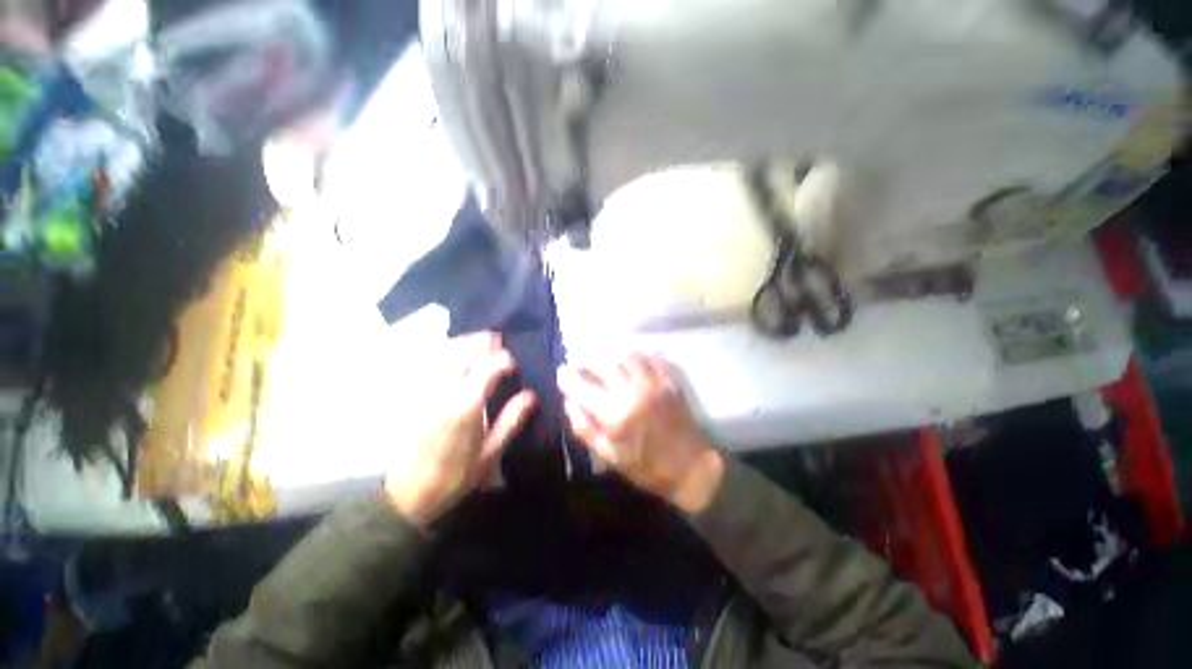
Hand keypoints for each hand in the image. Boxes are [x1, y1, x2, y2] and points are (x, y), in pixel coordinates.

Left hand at [384, 333, 534, 526]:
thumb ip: (511, 420)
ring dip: (463, 344)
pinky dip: (444, 354)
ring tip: (478, 341)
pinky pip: (430, 365)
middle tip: (497, 339)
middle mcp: (445, 391)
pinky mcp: (414, 397)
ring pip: (444, 355)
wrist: (407, 495)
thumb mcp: (490, 453)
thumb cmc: (455, 476)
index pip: (488, 368)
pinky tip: (452, 355)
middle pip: (463, 353)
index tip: (514, 363)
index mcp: (467, 405)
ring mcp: (426, 391)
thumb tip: (531, 395)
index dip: (504, 360)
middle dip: (482, 342)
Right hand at [558, 353, 723, 513]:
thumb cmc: (647, 466)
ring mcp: (653, 382)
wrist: (691, 466)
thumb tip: (569, 403)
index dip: (567, 377)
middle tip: (575, 350)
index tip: (561, 371)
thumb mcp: (609, 456)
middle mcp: (632, 392)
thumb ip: (585, 429)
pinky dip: (636, 351)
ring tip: (598, 347)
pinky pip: (650, 356)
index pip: (582, 387)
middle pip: (602, 362)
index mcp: (614, 414)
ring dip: (608, 348)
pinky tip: (628, 351)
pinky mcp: (669, 379)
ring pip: (626, 354)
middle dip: (584, 354)